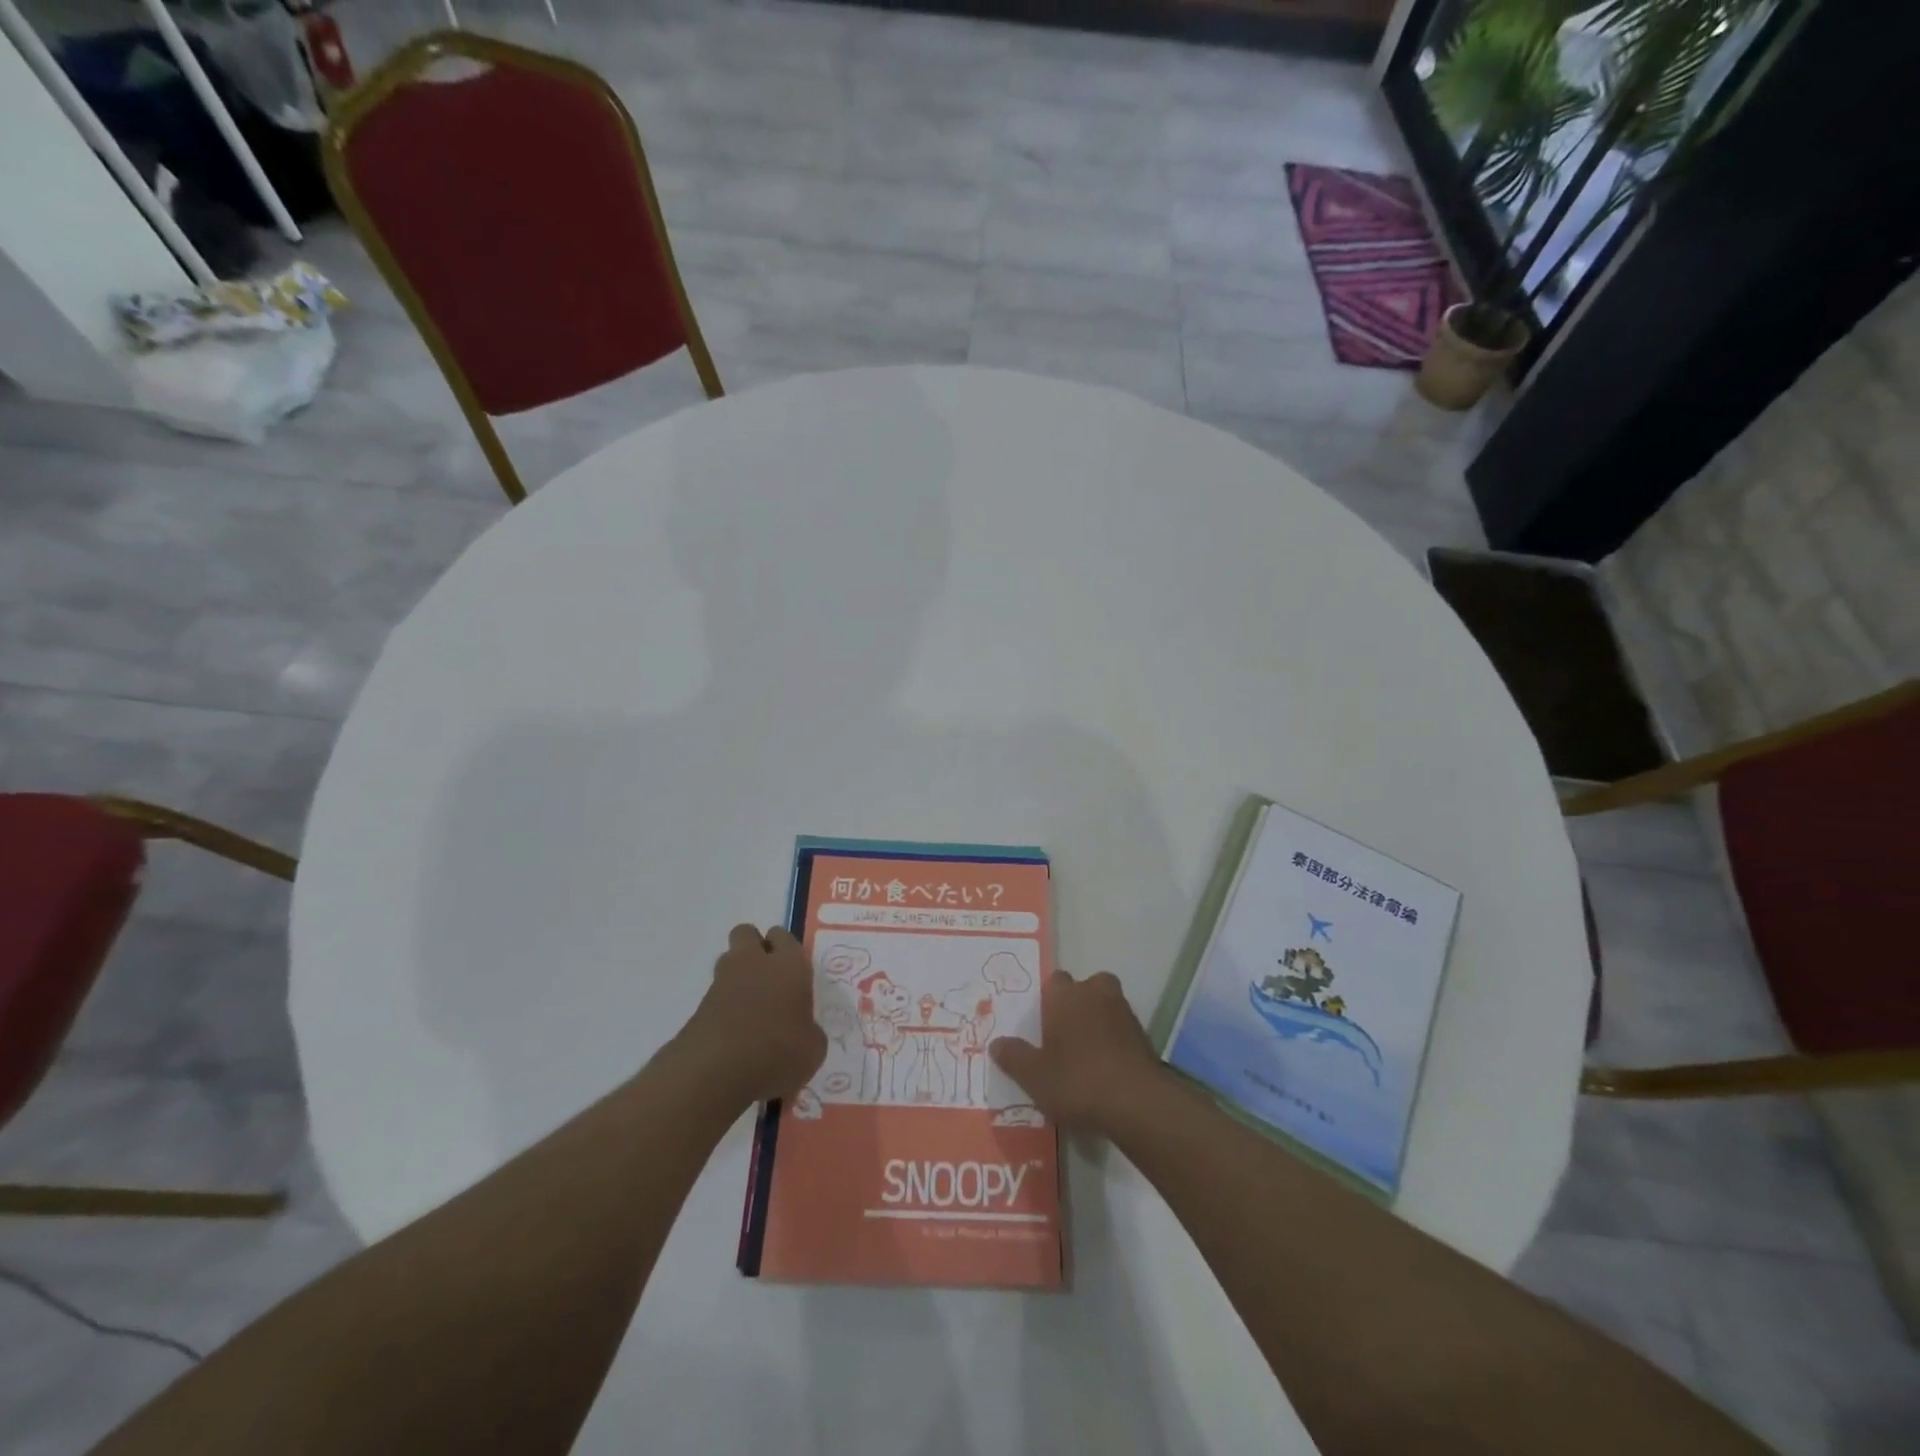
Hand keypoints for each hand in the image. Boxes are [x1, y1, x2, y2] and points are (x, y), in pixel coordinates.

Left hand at [676, 924, 825, 1107]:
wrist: (715, 1072)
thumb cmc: (777, 1051)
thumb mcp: (812, 1049)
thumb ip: (809, 1032)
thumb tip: (803, 1031)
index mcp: (788, 964)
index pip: (784, 936)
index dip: (786, 949)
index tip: (793, 972)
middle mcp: (754, 963)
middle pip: (747, 934)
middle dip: (755, 948)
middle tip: (769, 978)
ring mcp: (722, 982)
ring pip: (728, 960)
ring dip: (738, 976)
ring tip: (751, 1008)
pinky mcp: (699, 1006)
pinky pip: (716, 995)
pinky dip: (724, 1007)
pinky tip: (735, 1034)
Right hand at [989, 970, 1164, 1137]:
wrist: (1138, 1103)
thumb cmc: (1078, 1081)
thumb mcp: (1034, 1076)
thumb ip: (1014, 1057)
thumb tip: (996, 1043)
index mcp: (1066, 996)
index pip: (1055, 980)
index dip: (1049, 999)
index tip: (1042, 1022)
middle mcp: (1096, 994)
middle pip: (1086, 987)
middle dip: (1078, 1003)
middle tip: (1064, 1033)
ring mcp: (1124, 1013)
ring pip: (1107, 1006)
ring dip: (1098, 1021)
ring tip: (1085, 1054)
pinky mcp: (1144, 1036)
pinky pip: (1122, 1030)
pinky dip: (1115, 1041)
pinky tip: (1106, 1068)